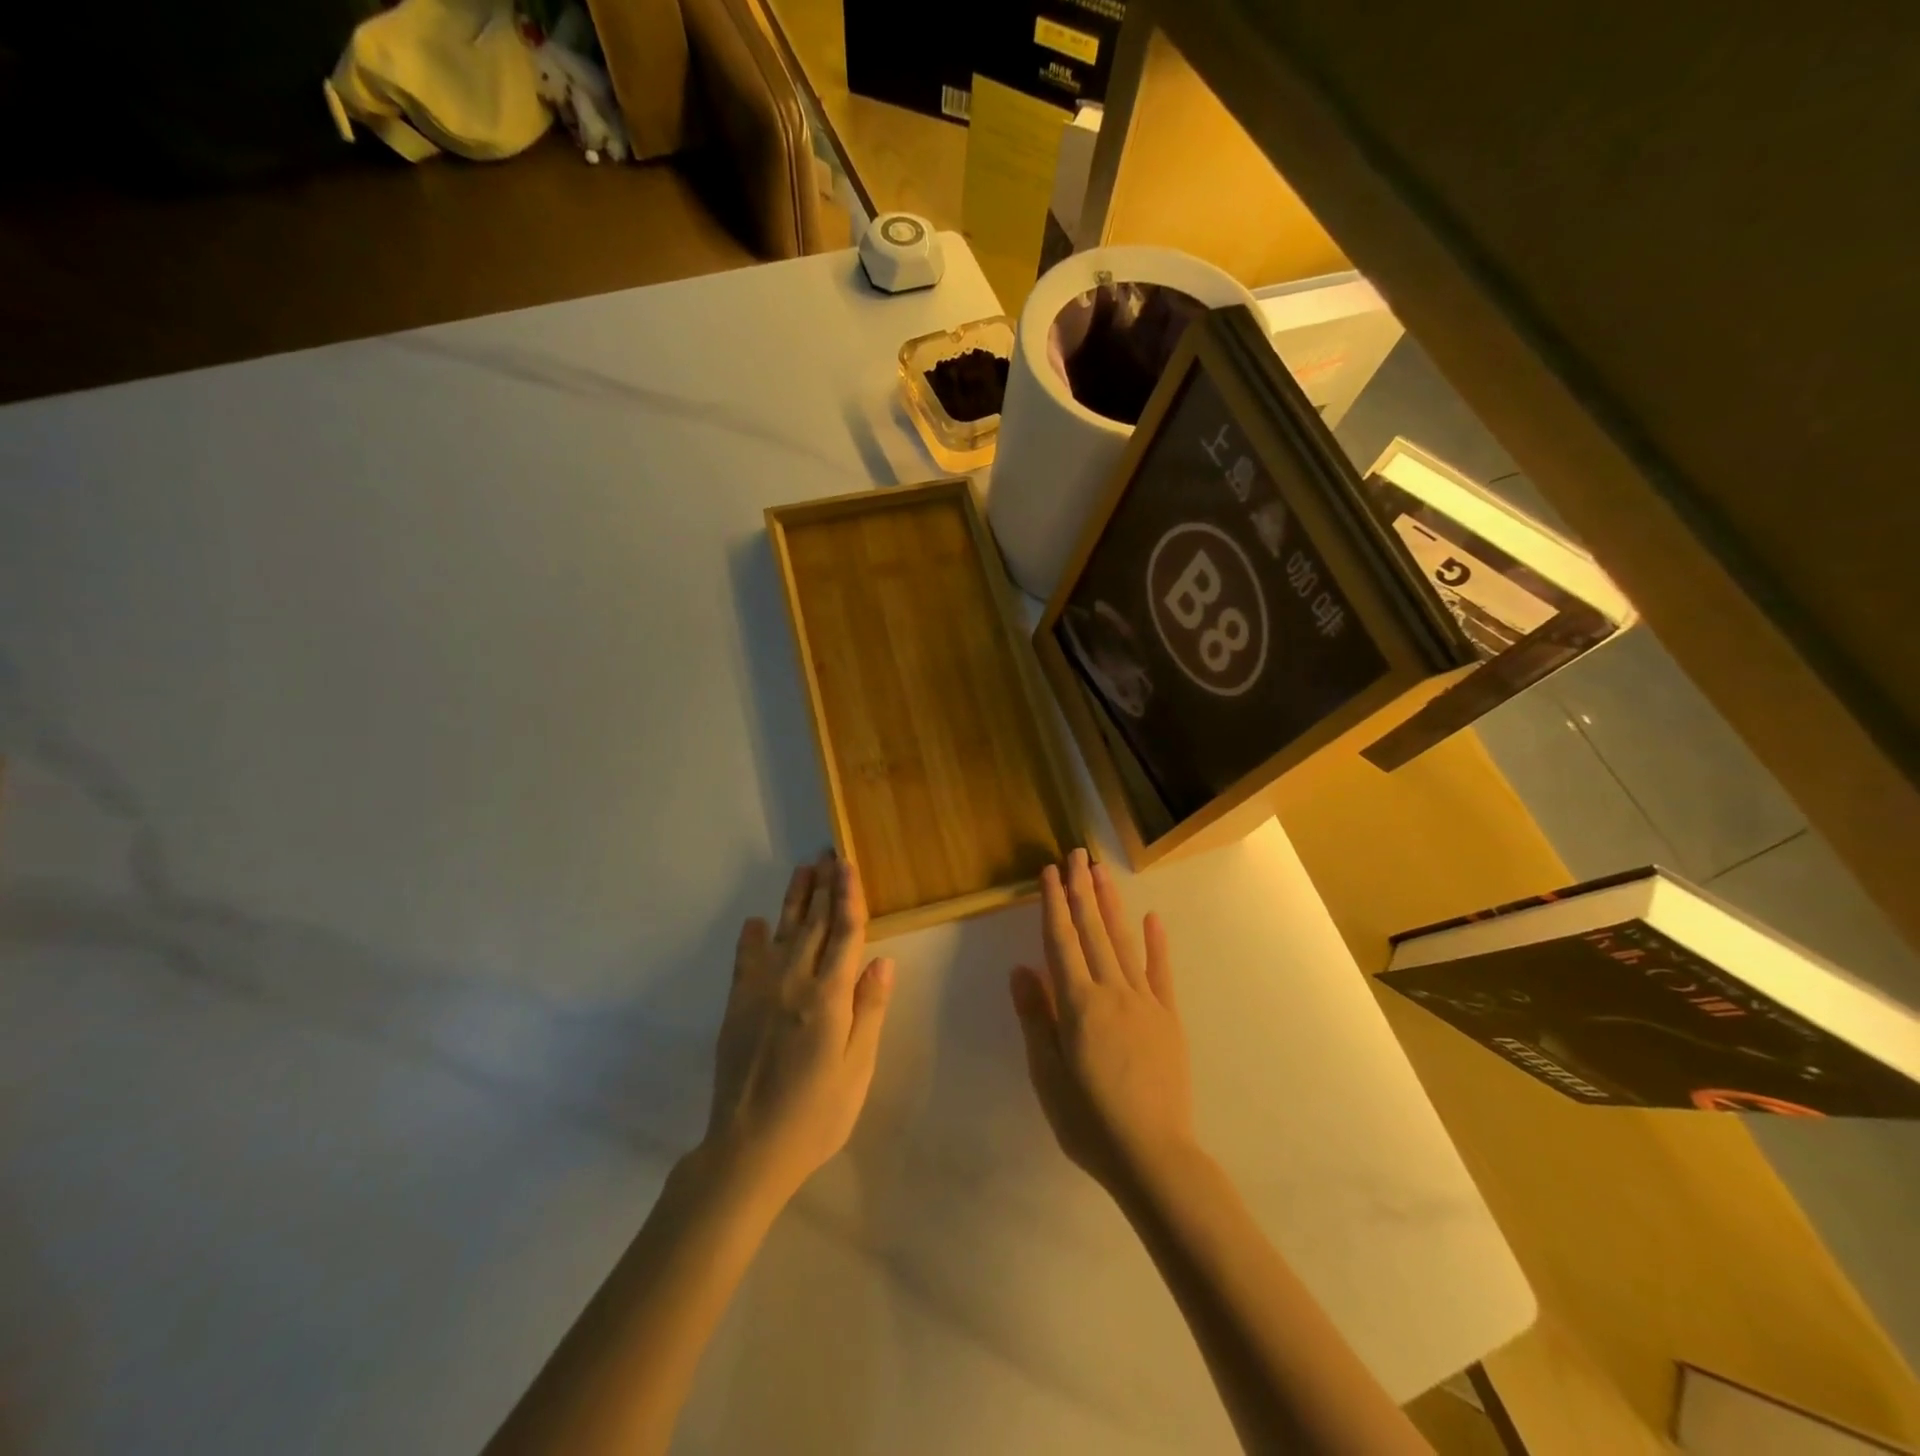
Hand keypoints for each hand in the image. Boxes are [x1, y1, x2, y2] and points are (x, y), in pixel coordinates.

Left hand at [702, 851, 895, 1206]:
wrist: (748, 1149)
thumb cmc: (815, 1114)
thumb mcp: (857, 1068)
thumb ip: (868, 1010)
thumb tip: (882, 960)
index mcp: (829, 997)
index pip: (845, 933)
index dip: (849, 896)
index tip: (848, 864)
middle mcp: (794, 982)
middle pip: (813, 923)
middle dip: (823, 886)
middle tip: (828, 854)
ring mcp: (761, 991)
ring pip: (782, 932)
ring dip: (794, 899)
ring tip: (802, 870)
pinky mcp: (737, 1006)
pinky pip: (745, 960)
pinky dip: (751, 938)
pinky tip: (756, 921)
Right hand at [1009, 848, 1195, 1196]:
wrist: (1153, 1155)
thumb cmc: (1088, 1120)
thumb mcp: (1046, 1073)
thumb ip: (1035, 1017)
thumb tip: (1020, 969)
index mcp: (1077, 1003)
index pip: (1060, 941)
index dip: (1053, 904)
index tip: (1049, 872)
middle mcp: (1111, 991)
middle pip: (1092, 931)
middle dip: (1082, 890)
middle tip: (1077, 854)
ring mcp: (1144, 1001)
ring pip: (1124, 942)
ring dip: (1110, 904)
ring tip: (1101, 872)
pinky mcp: (1168, 1018)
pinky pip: (1161, 972)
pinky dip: (1157, 943)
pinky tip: (1152, 917)